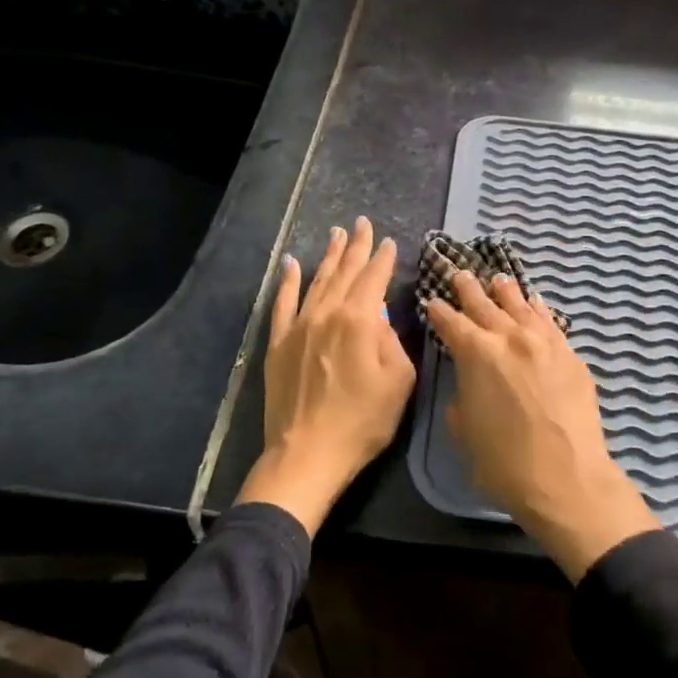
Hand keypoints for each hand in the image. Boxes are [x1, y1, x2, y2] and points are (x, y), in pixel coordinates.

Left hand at [239, 217, 415, 535]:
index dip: (383, 259)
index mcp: (359, 321)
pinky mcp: (278, 343)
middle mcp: (328, 314)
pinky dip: (287, 281)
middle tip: (362, 223)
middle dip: (357, 246)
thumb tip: (380, 320)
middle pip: (345, 272)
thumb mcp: (399, 382)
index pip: (374, 279)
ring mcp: (299, 326)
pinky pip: (282, 303)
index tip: (389, 242)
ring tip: (337, 234)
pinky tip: (290, 263)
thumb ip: (393, 342)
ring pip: (317, 281)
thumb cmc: (362, 422)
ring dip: (329, 256)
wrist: (307, 453)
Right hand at [425, 272, 658, 581]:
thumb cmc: (504, 462)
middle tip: (459, 275)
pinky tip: (534, 303)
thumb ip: (461, 394)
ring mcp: (544, 341)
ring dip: (504, 291)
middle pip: (484, 303)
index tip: (432, 302)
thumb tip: (468, 381)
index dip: (438, 311)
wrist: (567, 478)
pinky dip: (537, 309)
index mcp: (476, 353)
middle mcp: (509, 336)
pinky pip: (549, 321)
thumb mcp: (463, 430)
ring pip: (520, 304)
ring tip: (497, 279)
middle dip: (468, 289)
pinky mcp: (569, 353)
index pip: (450, 321)